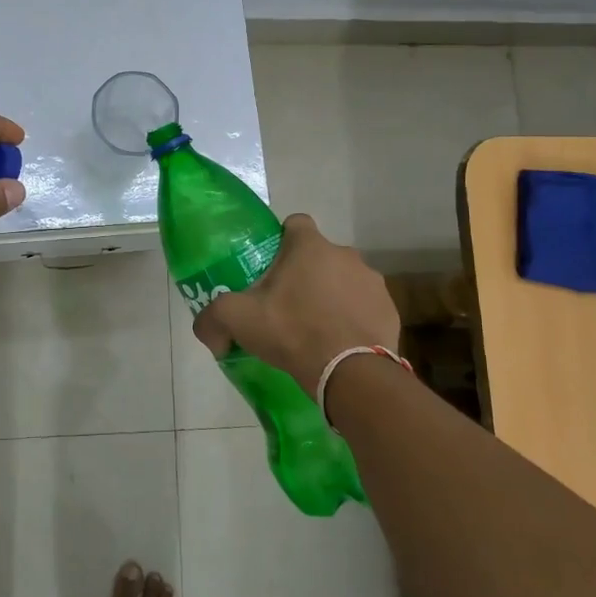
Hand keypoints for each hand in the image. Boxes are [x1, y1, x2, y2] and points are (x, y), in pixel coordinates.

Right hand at [192, 214, 398, 396]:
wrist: (351, 372)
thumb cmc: (293, 331)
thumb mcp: (239, 320)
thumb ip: (213, 318)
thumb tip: (206, 331)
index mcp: (310, 246)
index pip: (295, 223)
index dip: (281, 240)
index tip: (271, 266)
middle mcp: (345, 254)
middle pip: (319, 255)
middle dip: (305, 273)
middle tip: (286, 304)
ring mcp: (372, 281)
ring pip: (344, 280)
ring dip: (331, 295)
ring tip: (315, 328)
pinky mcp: (389, 310)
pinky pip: (364, 306)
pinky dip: (353, 318)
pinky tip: (340, 343)